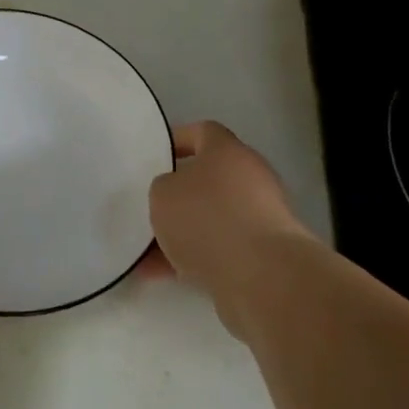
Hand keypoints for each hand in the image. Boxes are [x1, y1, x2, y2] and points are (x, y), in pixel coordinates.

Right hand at [149, 121, 313, 336]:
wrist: (262, 276)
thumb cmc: (207, 218)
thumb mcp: (163, 194)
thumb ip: (163, 188)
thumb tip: (174, 195)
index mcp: (228, 151)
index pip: (203, 132)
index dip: (178, 140)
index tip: (155, 156)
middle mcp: (250, 178)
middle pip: (209, 178)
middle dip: (179, 194)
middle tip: (151, 206)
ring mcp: (260, 218)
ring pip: (212, 218)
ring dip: (183, 232)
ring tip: (146, 252)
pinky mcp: (263, 255)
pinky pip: (219, 250)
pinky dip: (193, 259)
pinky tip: (160, 275)